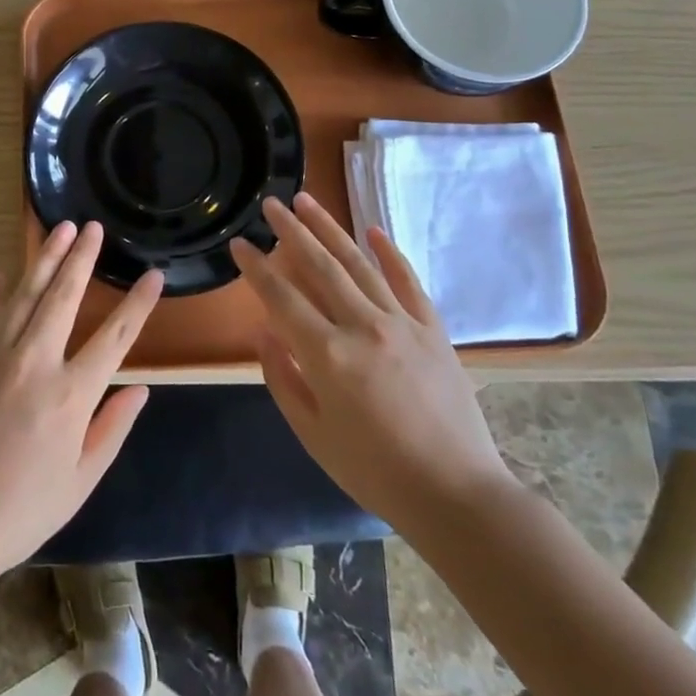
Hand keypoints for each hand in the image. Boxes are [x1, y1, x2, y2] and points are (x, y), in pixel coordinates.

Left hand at [0, 221, 162, 583]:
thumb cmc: (20, 511)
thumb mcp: (80, 481)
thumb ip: (112, 429)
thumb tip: (140, 389)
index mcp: (70, 394)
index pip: (115, 337)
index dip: (138, 304)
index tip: (153, 275)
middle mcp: (34, 362)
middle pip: (64, 296)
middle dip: (82, 257)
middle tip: (93, 227)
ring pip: (23, 294)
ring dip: (43, 259)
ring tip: (58, 230)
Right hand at [231, 193, 510, 525]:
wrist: (456, 494)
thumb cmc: (374, 471)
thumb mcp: (313, 433)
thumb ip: (282, 378)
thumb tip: (262, 331)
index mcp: (328, 356)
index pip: (281, 298)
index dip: (257, 268)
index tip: (239, 243)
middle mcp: (363, 327)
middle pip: (320, 266)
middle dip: (291, 231)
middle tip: (271, 203)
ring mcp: (402, 323)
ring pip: (359, 264)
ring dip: (330, 229)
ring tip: (307, 200)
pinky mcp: (432, 329)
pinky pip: (407, 281)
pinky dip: (389, 254)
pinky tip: (372, 230)